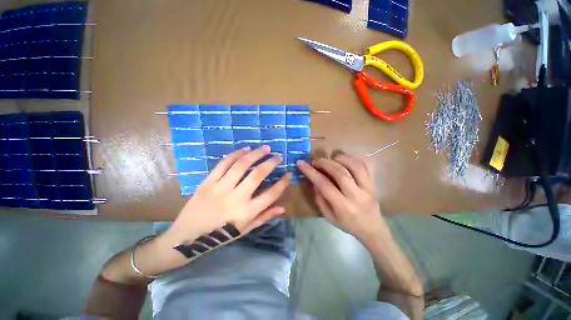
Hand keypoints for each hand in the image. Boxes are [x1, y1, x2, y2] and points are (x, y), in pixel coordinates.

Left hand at [162, 146, 291, 246]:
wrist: (186, 238)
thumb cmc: (220, 236)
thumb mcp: (245, 230)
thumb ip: (264, 217)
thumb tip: (282, 207)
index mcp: (247, 213)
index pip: (271, 194)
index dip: (283, 183)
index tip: (288, 173)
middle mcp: (236, 198)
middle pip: (257, 175)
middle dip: (271, 162)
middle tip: (278, 155)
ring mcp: (220, 188)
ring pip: (241, 165)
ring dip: (255, 154)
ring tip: (265, 148)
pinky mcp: (207, 183)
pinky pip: (223, 164)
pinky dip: (236, 154)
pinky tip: (245, 149)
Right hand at [297, 152, 388, 243]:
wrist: (372, 229)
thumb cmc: (348, 224)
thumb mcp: (329, 217)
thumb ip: (320, 199)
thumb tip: (314, 181)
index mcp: (343, 206)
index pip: (325, 185)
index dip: (311, 172)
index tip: (301, 163)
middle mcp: (356, 195)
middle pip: (340, 173)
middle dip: (324, 163)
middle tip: (315, 161)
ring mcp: (367, 187)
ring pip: (354, 166)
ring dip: (339, 158)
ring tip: (330, 158)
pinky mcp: (373, 182)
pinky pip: (365, 165)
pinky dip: (353, 158)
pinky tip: (344, 158)